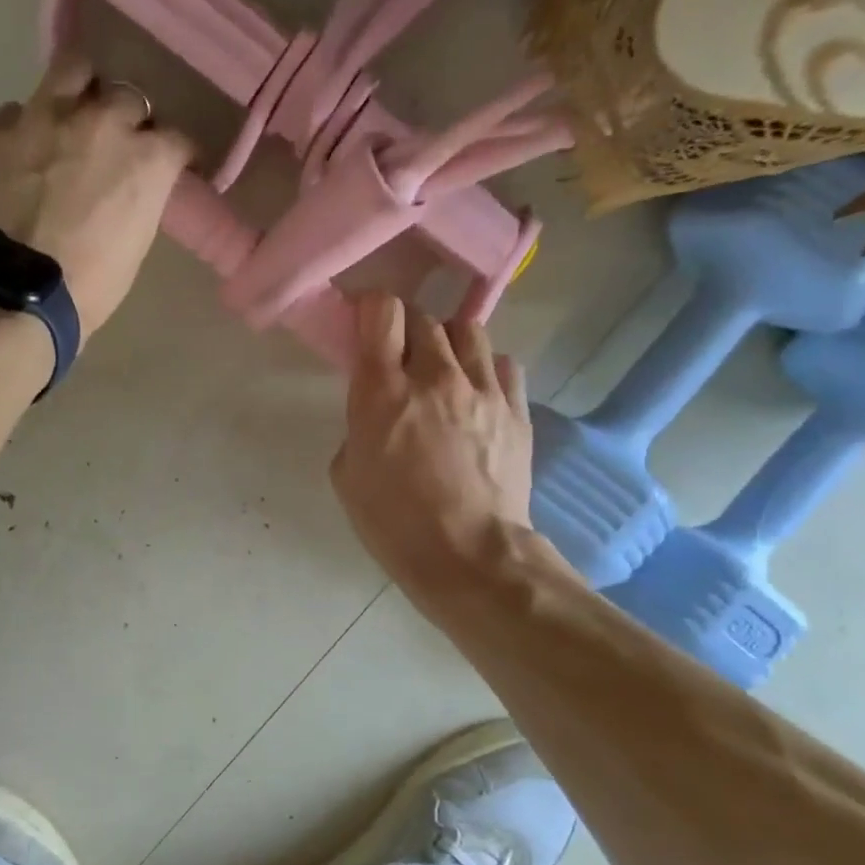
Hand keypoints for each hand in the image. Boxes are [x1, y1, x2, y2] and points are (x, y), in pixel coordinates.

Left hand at [0, 54, 192, 334]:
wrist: (15, 296)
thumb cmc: (89, 287)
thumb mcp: (135, 244)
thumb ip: (139, 199)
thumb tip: (131, 187)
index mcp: (146, 159)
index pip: (177, 139)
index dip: (174, 154)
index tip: (171, 166)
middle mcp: (101, 122)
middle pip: (127, 96)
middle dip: (127, 118)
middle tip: (116, 144)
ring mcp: (43, 118)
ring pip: (72, 69)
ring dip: (80, 89)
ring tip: (73, 112)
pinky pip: (16, 112)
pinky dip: (25, 128)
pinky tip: (21, 154)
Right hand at [331, 294, 540, 608]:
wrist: (469, 556)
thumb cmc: (394, 523)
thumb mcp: (347, 475)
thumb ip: (358, 426)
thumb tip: (377, 412)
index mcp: (382, 390)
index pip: (382, 311)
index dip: (371, 308)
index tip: (365, 323)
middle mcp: (434, 376)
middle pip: (424, 317)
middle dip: (407, 330)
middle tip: (401, 358)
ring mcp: (482, 389)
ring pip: (468, 330)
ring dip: (448, 342)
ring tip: (443, 369)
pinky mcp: (516, 409)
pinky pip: (503, 364)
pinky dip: (486, 368)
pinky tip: (478, 393)